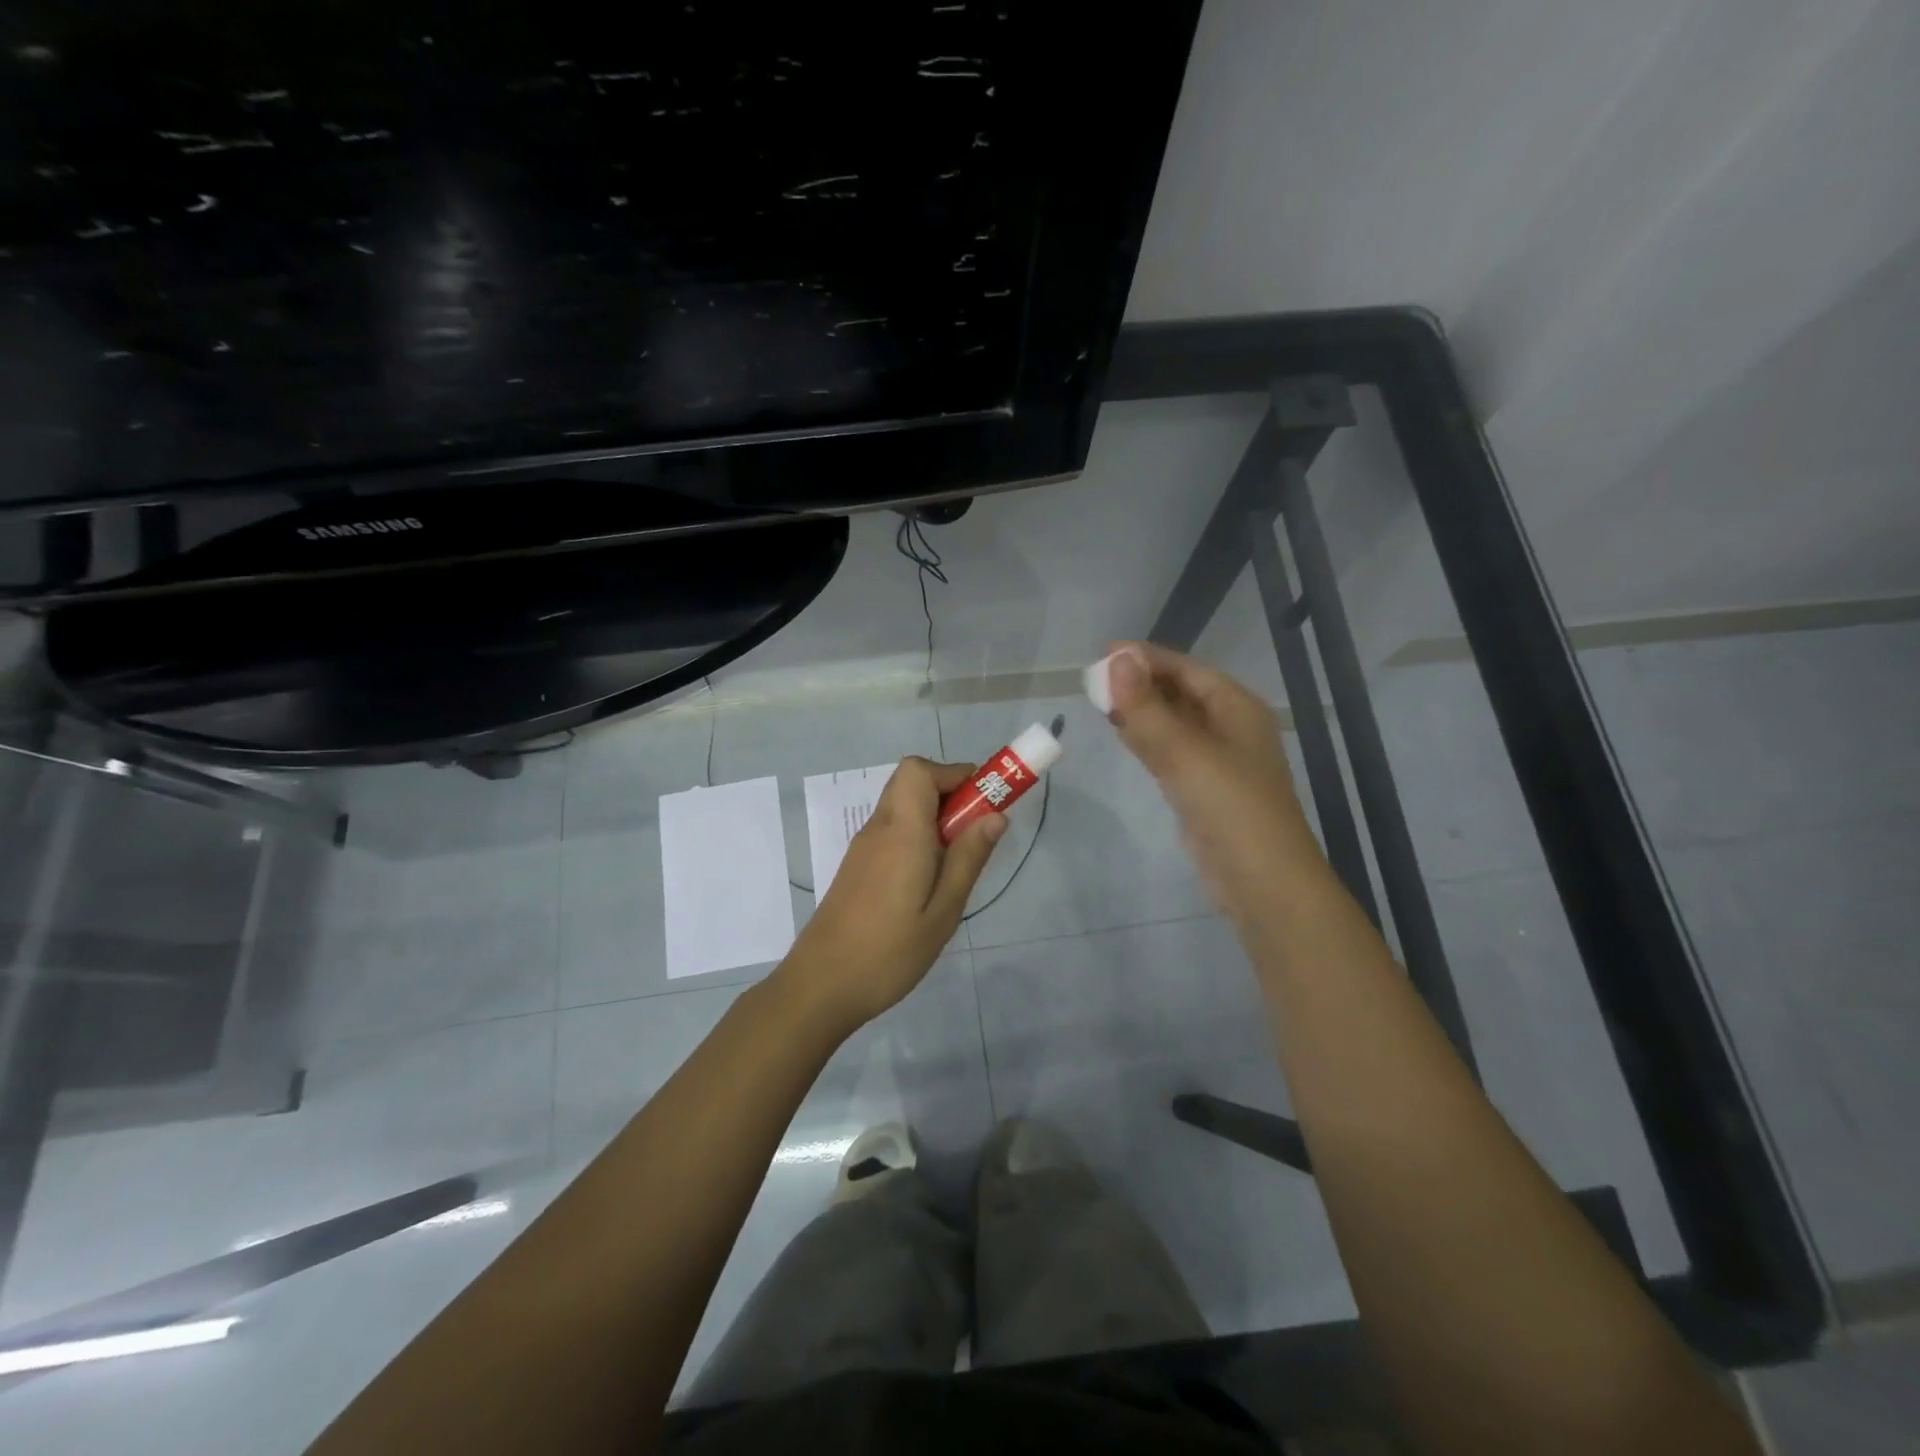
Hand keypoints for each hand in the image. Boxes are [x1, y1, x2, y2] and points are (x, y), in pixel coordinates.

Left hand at [774, 757, 1004, 1034]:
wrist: (821, 985)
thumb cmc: (889, 952)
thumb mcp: (943, 911)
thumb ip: (968, 858)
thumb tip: (996, 815)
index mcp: (901, 831)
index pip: (919, 769)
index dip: (954, 774)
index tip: (984, 803)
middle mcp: (879, 828)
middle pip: (911, 781)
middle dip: (950, 793)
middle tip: (974, 833)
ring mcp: (863, 847)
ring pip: (902, 806)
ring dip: (934, 816)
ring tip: (956, 863)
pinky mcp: (857, 866)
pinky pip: (892, 831)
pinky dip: (917, 836)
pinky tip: (928, 881)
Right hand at [1104, 641, 1318, 919]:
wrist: (1261, 880)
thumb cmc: (1230, 807)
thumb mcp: (1185, 752)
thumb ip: (1147, 707)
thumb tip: (1117, 660)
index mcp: (1236, 707)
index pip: (1186, 669)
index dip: (1146, 658)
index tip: (1104, 654)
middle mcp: (1229, 726)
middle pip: (1180, 692)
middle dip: (1141, 682)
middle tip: (1094, 679)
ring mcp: (1217, 759)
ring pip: (1173, 722)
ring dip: (1141, 709)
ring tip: (1101, 700)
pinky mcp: (1202, 788)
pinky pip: (1170, 750)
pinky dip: (1147, 738)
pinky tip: (1124, 734)